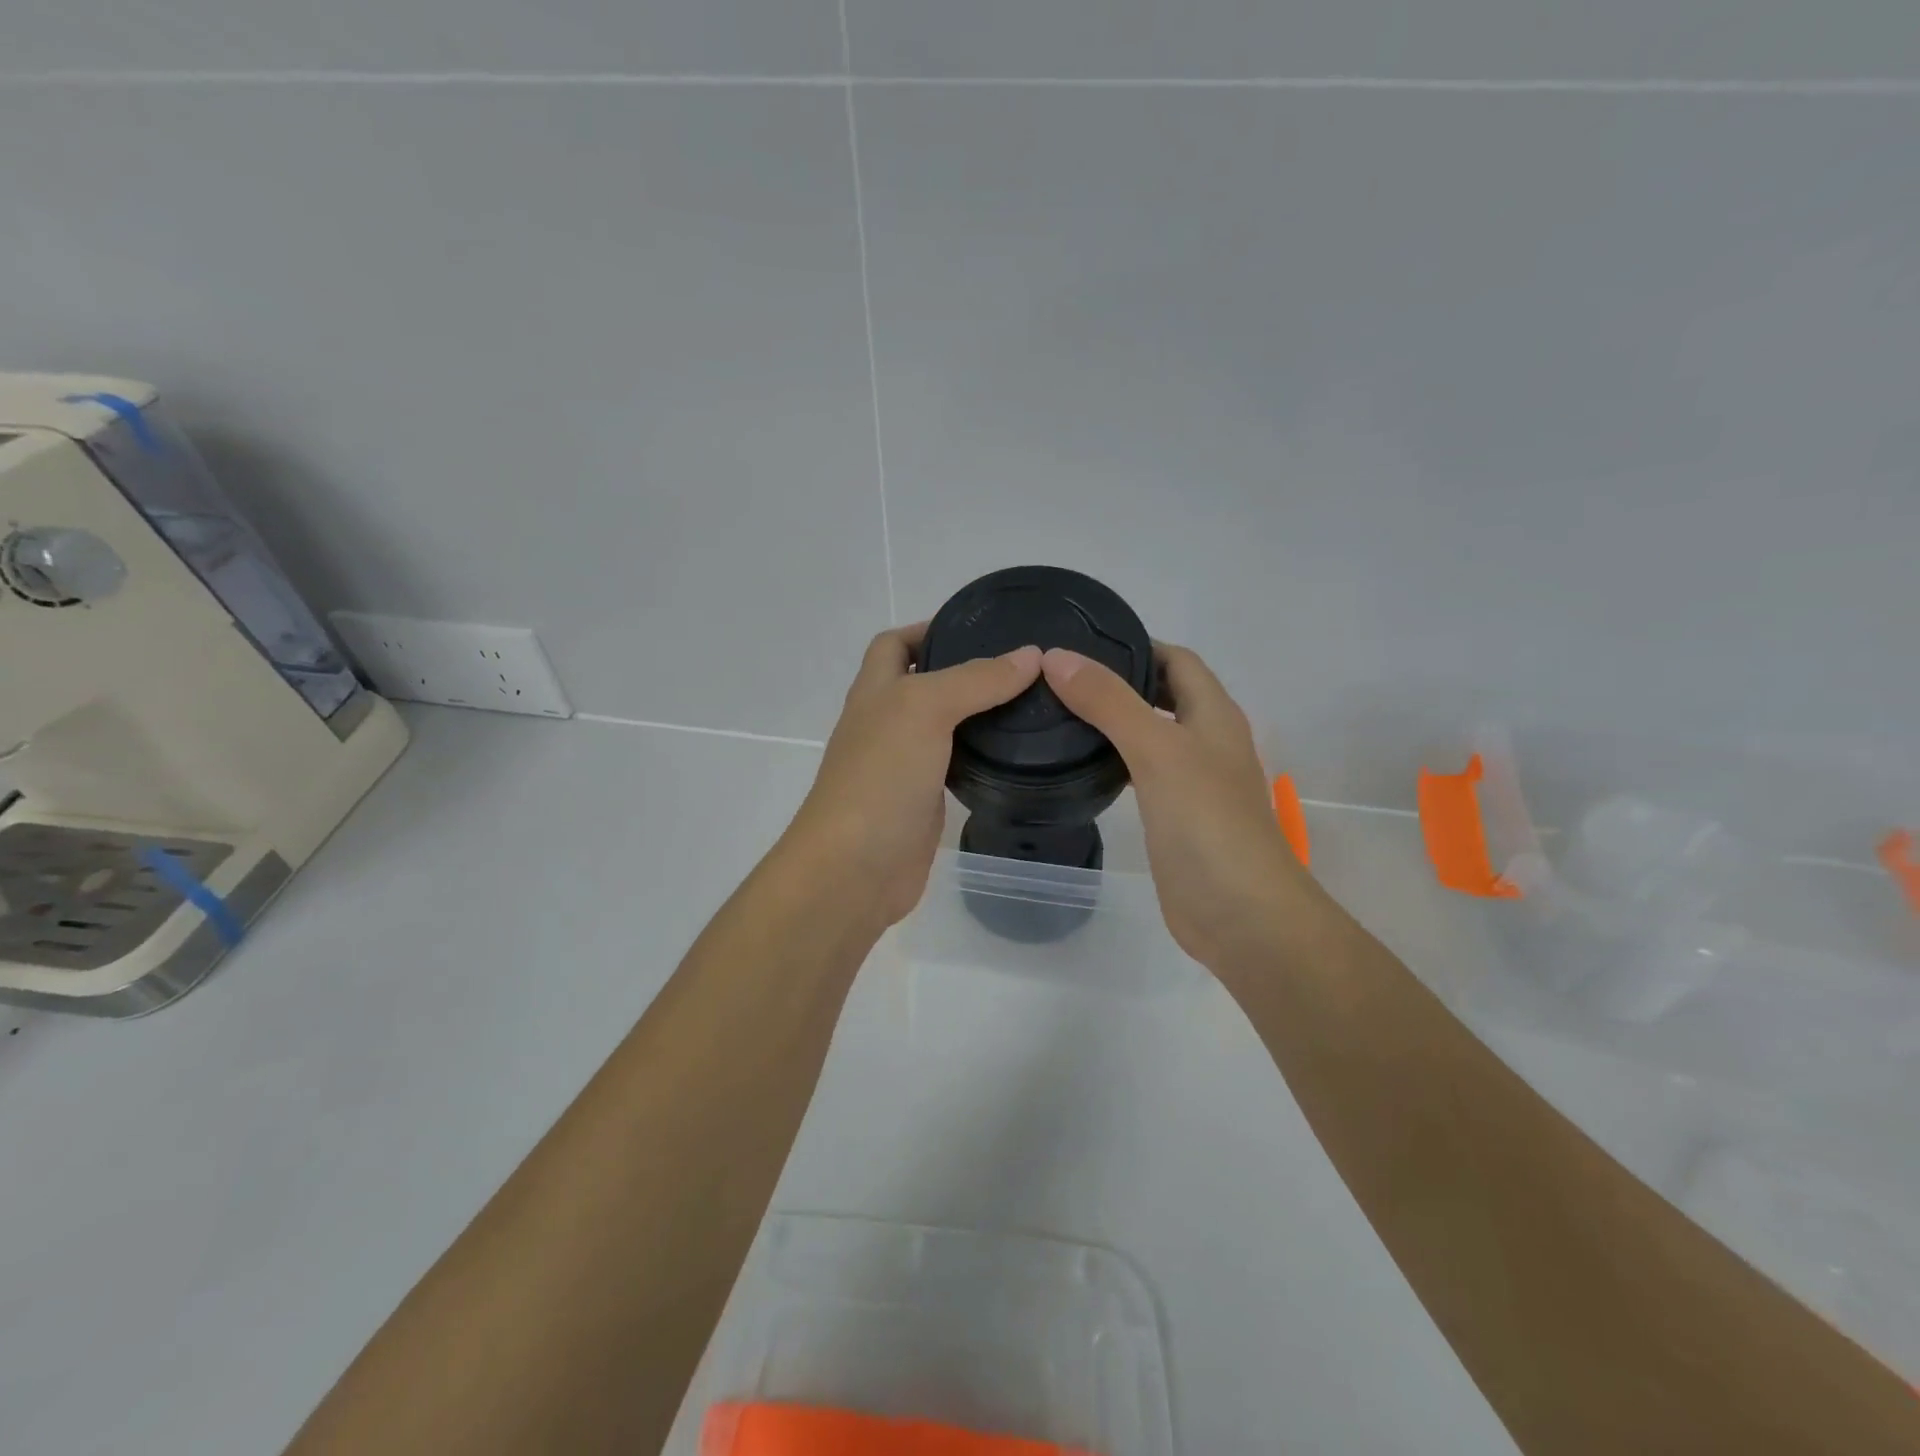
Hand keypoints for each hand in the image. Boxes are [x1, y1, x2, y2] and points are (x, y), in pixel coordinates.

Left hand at [783, 626, 1042, 926]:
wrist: (855, 868)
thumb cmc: (880, 777)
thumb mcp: (924, 709)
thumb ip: (976, 680)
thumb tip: (1031, 655)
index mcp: (875, 691)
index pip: (896, 643)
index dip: (929, 628)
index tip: (981, 627)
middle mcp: (886, 722)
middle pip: (923, 683)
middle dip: (965, 670)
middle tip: (1021, 667)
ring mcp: (904, 764)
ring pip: (944, 726)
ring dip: (978, 713)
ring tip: (1030, 702)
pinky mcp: (924, 800)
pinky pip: (955, 765)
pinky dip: (980, 755)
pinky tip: (1015, 753)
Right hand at [1039, 643, 1309, 970]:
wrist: (1241, 915)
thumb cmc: (1207, 824)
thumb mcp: (1157, 751)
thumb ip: (1109, 702)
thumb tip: (1056, 657)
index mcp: (1214, 714)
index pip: (1177, 660)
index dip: (1137, 645)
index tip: (1082, 644)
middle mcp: (1206, 741)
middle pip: (1163, 695)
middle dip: (1118, 682)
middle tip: (1059, 679)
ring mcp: (1192, 782)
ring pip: (1150, 736)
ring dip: (1113, 721)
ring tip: (1058, 714)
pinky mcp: (1175, 817)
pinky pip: (1141, 775)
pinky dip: (1114, 762)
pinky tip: (1080, 766)